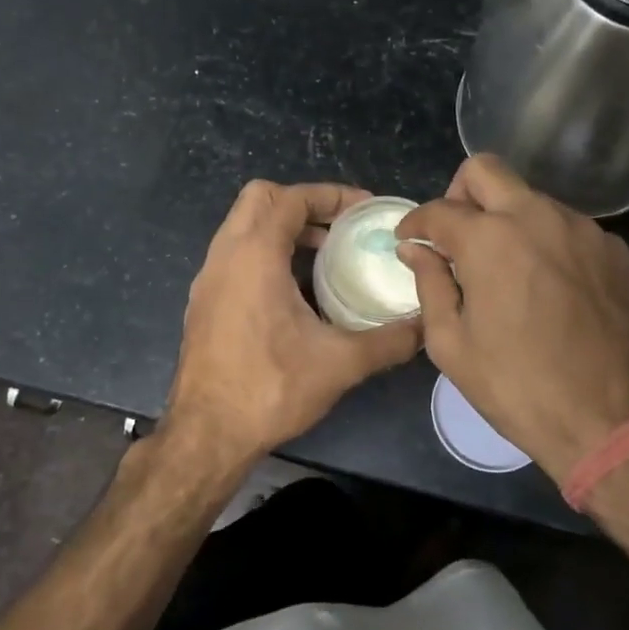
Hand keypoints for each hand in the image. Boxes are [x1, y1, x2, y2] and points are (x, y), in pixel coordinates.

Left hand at [164, 180, 421, 468]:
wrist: (206, 434)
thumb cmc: (269, 388)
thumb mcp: (340, 363)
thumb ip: (389, 340)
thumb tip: (425, 326)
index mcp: (253, 255)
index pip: (290, 198)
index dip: (331, 195)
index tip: (365, 210)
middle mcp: (224, 256)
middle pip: (259, 199)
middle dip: (303, 203)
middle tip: (340, 228)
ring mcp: (208, 279)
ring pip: (243, 228)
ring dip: (283, 230)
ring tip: (325, 256)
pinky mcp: (203, 302)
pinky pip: (235, 256)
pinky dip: (265, 254)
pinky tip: (295, 292)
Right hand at [396, 155, 628, 479]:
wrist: (611, 421)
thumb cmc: (517, 387)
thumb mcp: (452, 344)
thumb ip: (429, 284)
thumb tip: (414, 249)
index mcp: (490, 239)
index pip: (438, 210)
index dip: (414, 223)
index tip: (408, 240)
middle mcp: (537, 216)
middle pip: (485, 171)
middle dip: (458, 194)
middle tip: (453, 237)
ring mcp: (582, 228)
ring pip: (529, 196)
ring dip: (504, 217)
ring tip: (500, 267)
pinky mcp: (613, 249)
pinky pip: (564, 225)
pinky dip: (542, 240)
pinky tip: (543, 283)